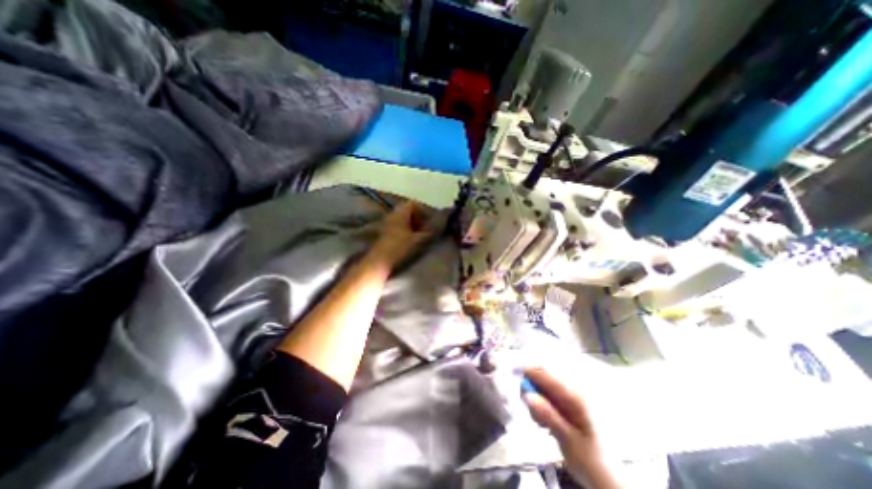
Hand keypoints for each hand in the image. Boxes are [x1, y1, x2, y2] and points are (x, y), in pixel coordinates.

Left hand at [367, 201, 431, 272]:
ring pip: (402, 220)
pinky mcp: (384, 234)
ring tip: (418, 237)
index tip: (428, 221)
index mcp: (400, 213)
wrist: (380, 261)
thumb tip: (436, 227)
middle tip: (425, 230)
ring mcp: (386, 224)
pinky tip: (409, 242)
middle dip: (417, 219)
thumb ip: (428, 232)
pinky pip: (397, 227)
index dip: (422, 211)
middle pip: (407, 211)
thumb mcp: (418, 240)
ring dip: (411, 226)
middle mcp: (392, 215)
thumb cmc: (400, 247)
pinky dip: (405, 232)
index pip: (413, 204)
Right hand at [521, 368, 623, 487]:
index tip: (512, 376)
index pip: (546, 374)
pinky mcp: (566, 403)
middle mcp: (572, 390)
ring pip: (542, 385)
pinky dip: (540, 404)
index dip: (528, 371)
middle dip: (530, 387)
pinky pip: (547, 394)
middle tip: (526, 406)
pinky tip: (544, 423)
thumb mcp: (568, 440)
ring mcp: (569, 396)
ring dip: (535, 398)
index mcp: (575, 396)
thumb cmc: (589, 459)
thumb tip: (527, 395)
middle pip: (543, 376)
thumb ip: (548, 416)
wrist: (606, 476)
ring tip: (539, 422)